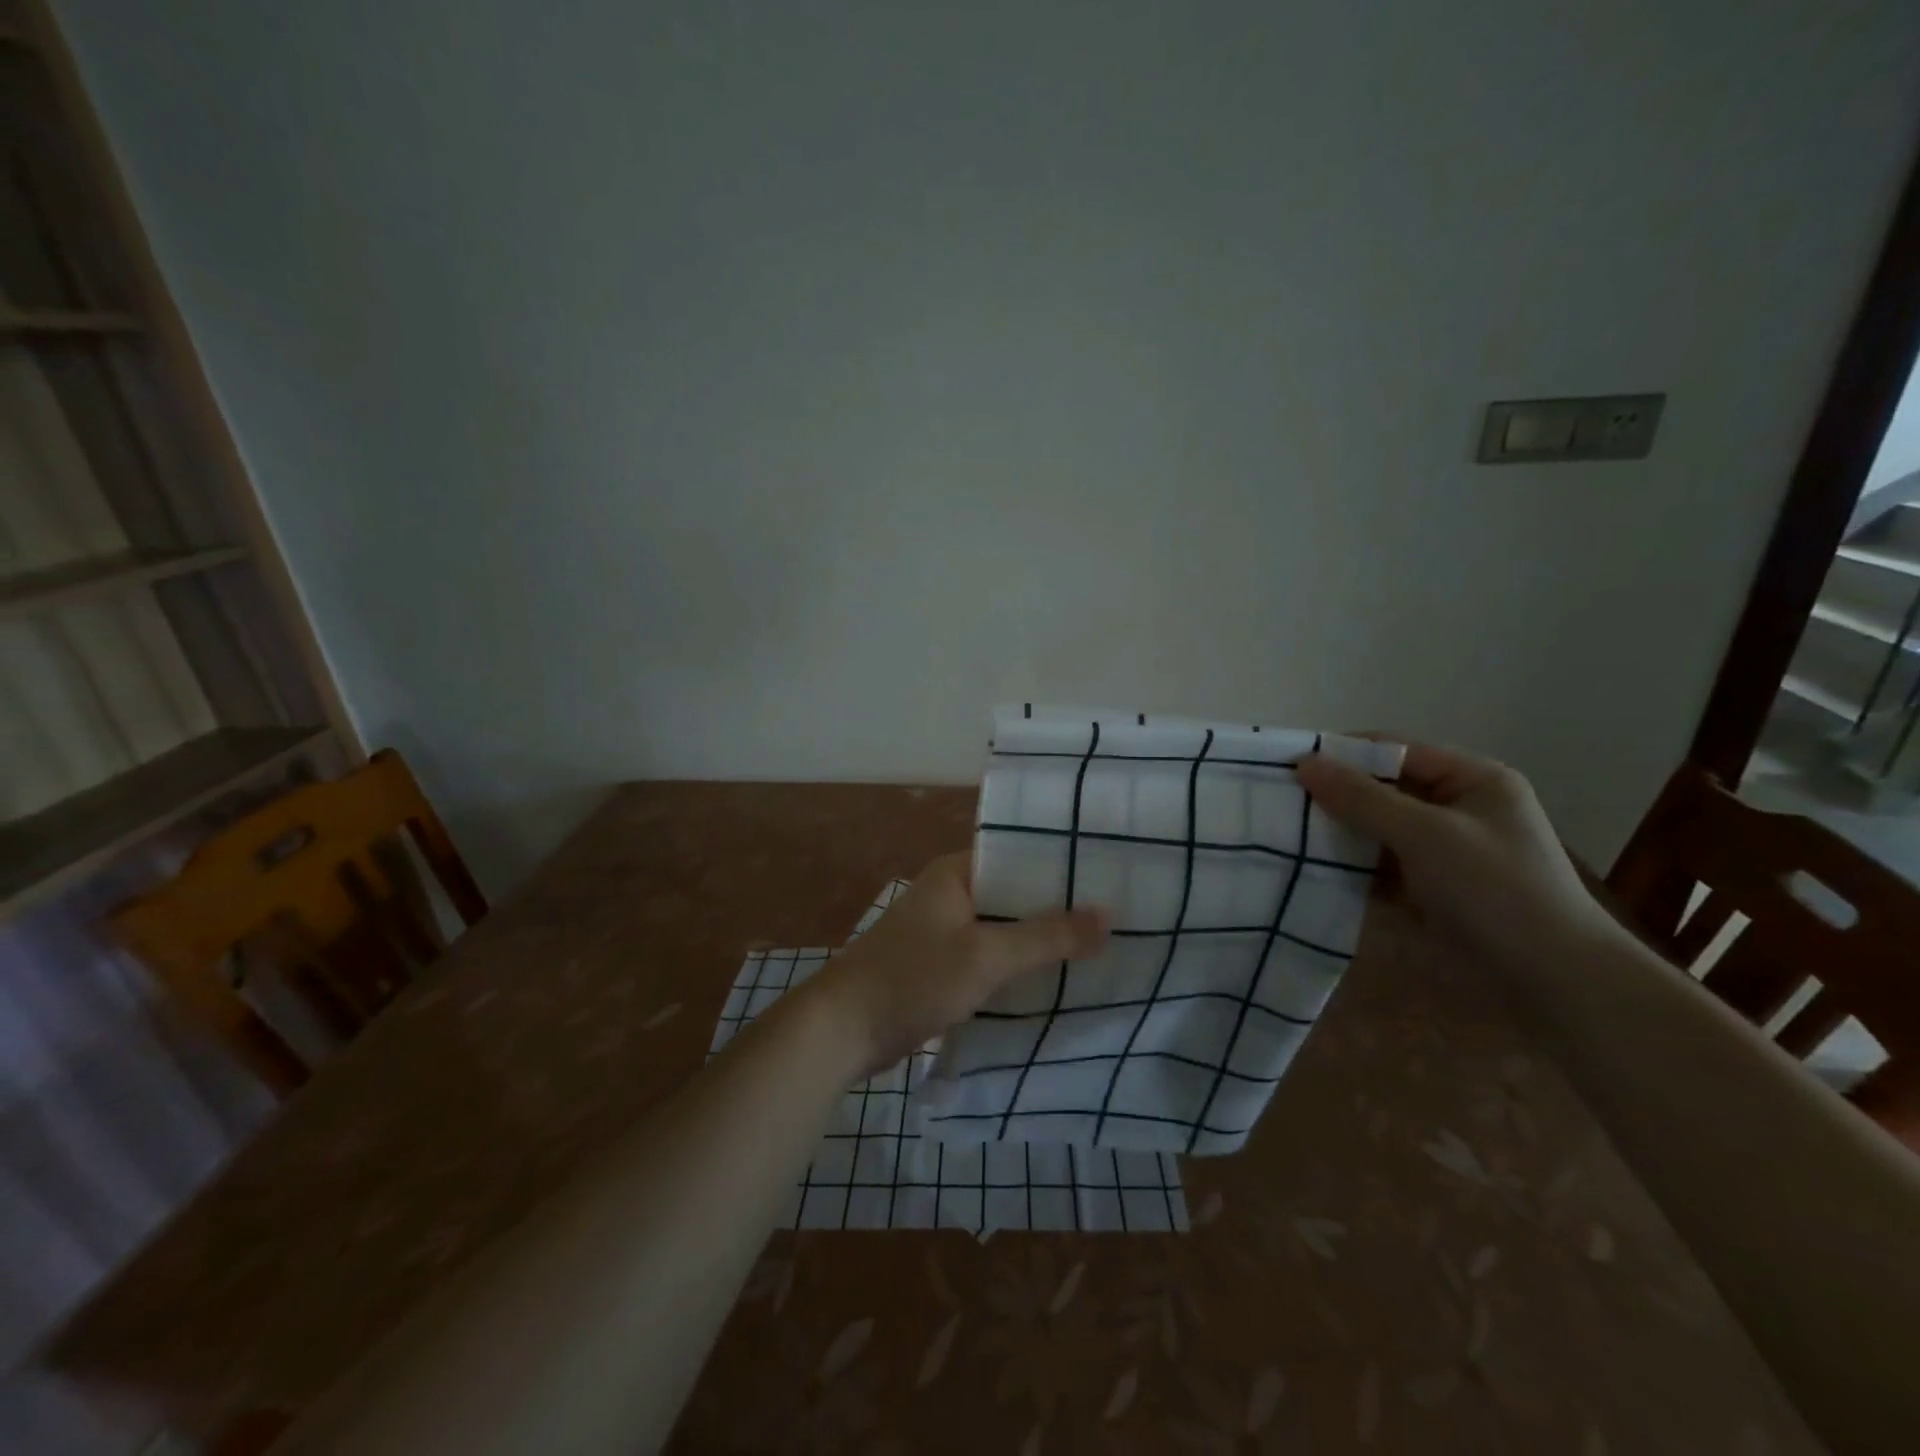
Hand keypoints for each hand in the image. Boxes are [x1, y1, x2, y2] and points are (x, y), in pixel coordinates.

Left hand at [807, 851, 1107, 1074]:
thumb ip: (1047, 936)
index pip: (1019, 855)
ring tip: (1100, 947)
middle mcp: (951, 894)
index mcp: (956, 873)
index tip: (1110, 875)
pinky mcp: (942, 967)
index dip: (1062, 865)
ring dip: (1040, 941)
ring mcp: (944, 932)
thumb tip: (1109, 915)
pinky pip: (990, 958)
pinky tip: (1055, 981)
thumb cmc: (913, 977)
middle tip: (1117, 916)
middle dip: (1058, 908)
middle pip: (1014, 894)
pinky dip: (1017, 967)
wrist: (842, 1030)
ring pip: (1004, 930)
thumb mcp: (985, 955)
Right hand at [1296, 742, 1620, 974]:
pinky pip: (1380, 866)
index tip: (1287, 766)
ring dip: (1337, 834)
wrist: (1556, 984)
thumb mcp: (1426, 835)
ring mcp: (1444, 852)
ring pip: (1376, 830)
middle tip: (1279, 803)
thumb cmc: (1496, 891)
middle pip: (1382, 789)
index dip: (1342, 754)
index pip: (1395, 750)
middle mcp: (1457, 809)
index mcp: (1472, 780)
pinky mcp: (1431, 889)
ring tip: (1283, 836)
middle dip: (1334, 796)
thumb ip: (1362, 798)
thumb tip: (1303, 763)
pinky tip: (1310, 871)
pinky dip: (1350, 868)